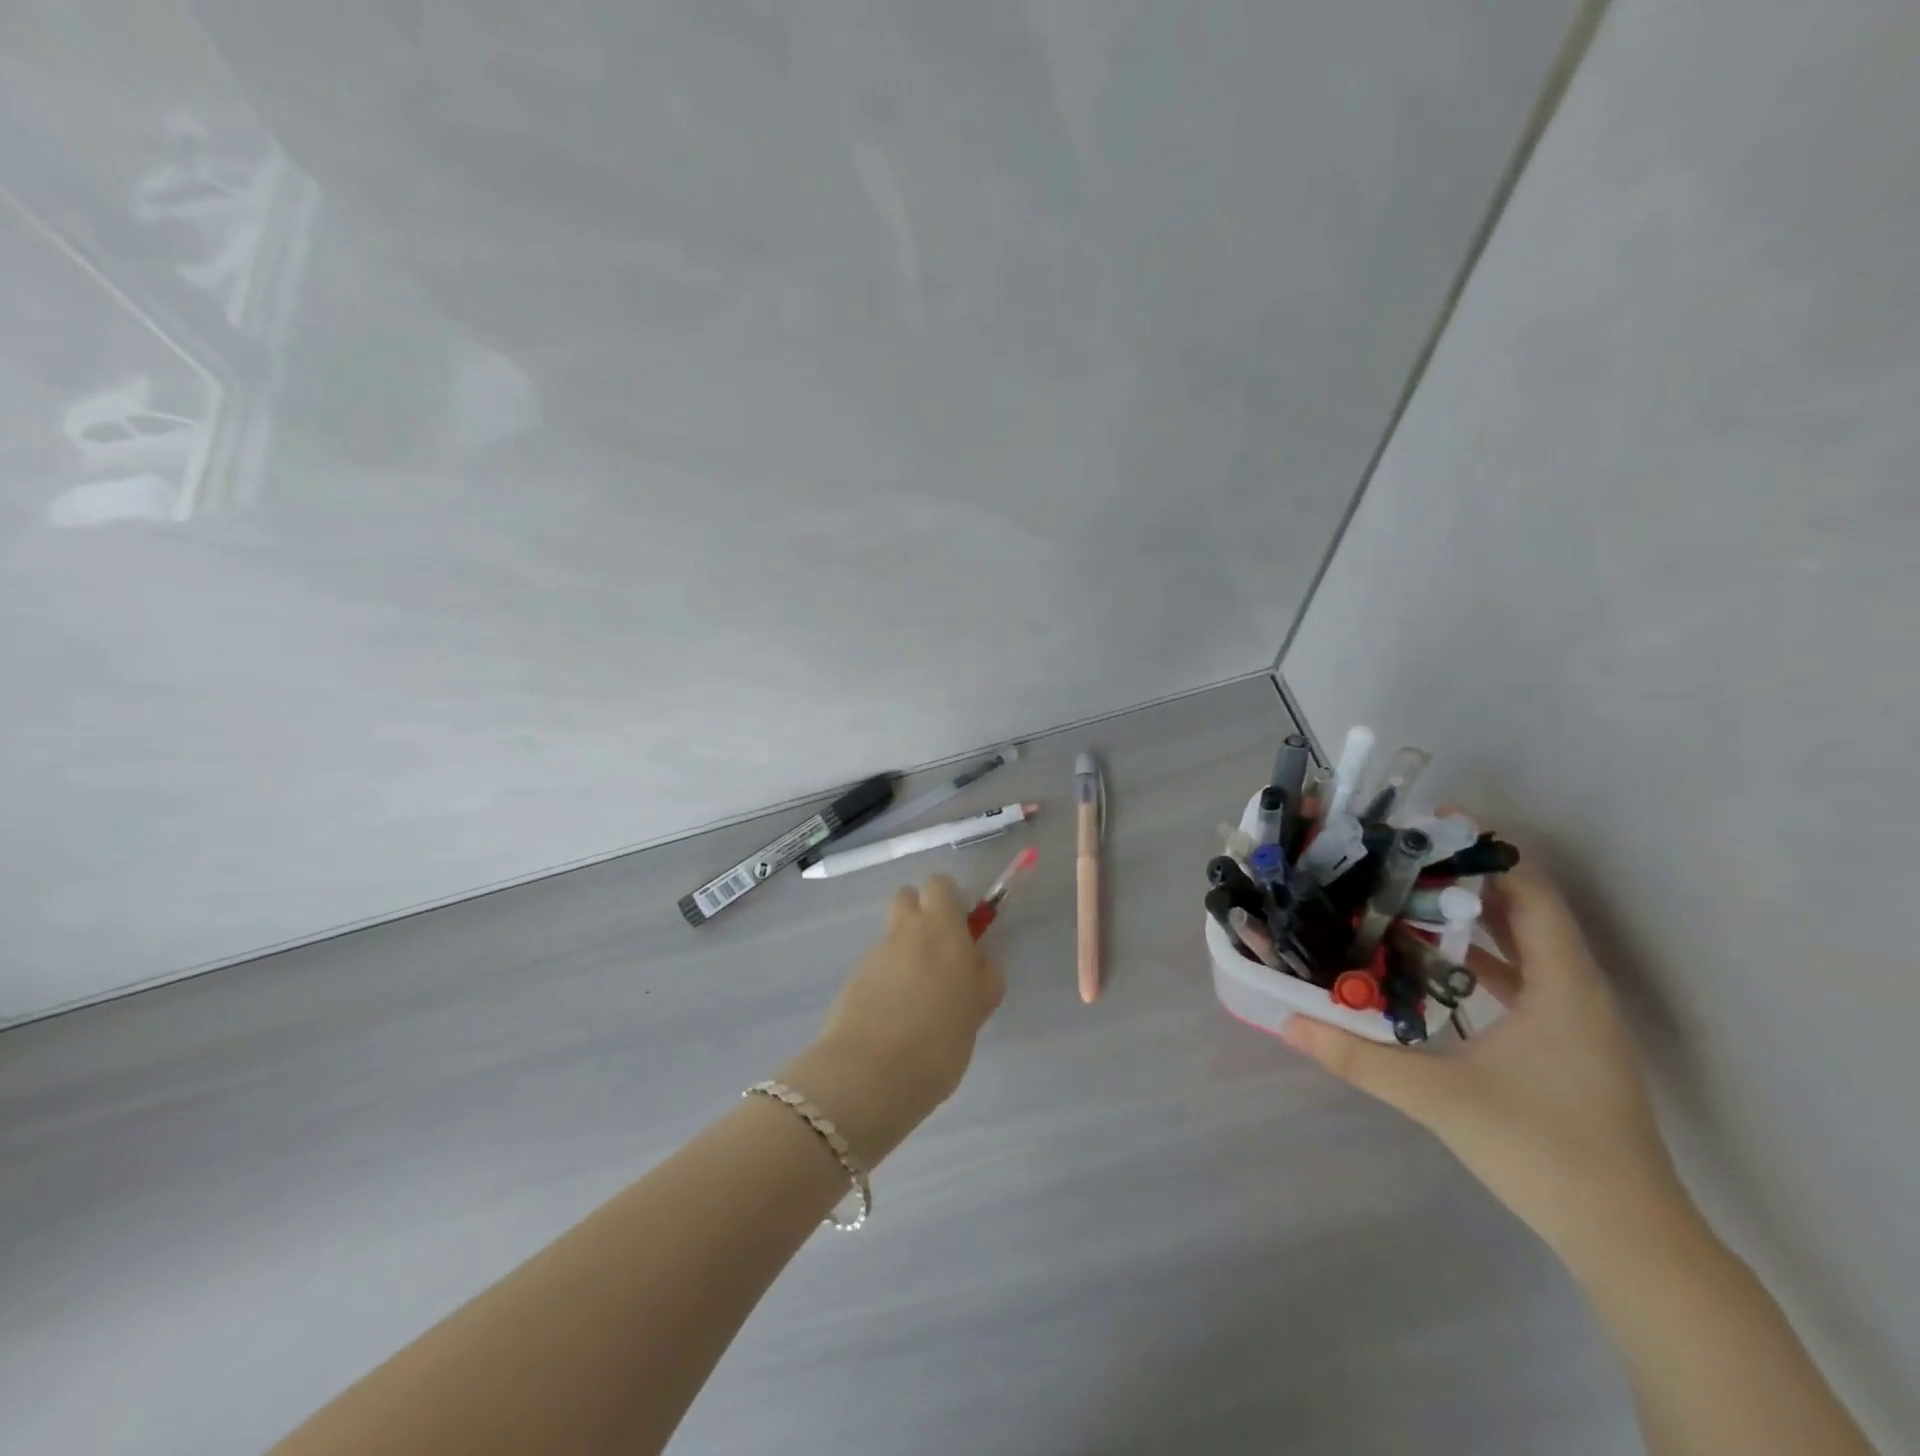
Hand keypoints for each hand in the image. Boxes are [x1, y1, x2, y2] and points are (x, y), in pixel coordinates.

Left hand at [781, 875, 1005, 1166]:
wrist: (868, 1075)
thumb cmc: (938, 1042)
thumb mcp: (976, 1012)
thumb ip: (980, 980)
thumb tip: (977, 960)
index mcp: (942, 929)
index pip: (940, 885)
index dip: (949, 901)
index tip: (961, 930)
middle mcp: (905, 931)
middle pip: (907, 897)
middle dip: (920, 914)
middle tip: (937, 953)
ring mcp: (874, 954)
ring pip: (891, 934)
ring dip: (903, 950)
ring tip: (916, 997)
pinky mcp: (851, 979)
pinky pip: (875, 965)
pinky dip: (885, 978)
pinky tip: (893, 1016)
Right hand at [1283, 860, 1689, 1258]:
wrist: (1629, 1241)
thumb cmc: (1543, 1152)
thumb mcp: (1439, 1098)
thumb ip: (1360, 1058)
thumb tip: (1289, 1023)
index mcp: (1564, 989)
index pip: (1530, 895)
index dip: (1487, 854)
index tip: (1432, 825)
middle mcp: (1578, 994)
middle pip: (1528, 914)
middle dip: (1470, 880)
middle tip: (1405, 858)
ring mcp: (1578, 1023)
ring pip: (1527, 948)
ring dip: (1476, 919)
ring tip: (1410, 899)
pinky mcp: (1569, 1048)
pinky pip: (1526, 980)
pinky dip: (1484, 959)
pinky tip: (1436, 965)